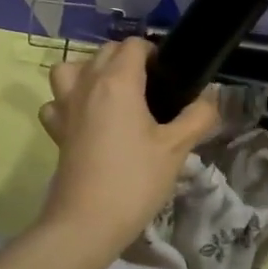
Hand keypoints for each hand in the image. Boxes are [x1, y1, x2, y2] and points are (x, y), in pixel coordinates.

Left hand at [38, 38, 221, 245]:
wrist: (86, 224)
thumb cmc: (134, 180)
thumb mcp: (177, 148)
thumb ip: (199, 116)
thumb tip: (211, 96)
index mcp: (118, 82)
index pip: (134, 45)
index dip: (154, 53)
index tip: (170, 77)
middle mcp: (87, 84)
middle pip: (105, 51)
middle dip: (128, 59)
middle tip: (152, 89)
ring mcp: (65, 106)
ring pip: (73, 68)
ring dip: (92, 71)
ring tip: (113, 94)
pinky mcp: (56, 130)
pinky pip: (57, 100)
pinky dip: (69, 101)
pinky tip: (86, 118)